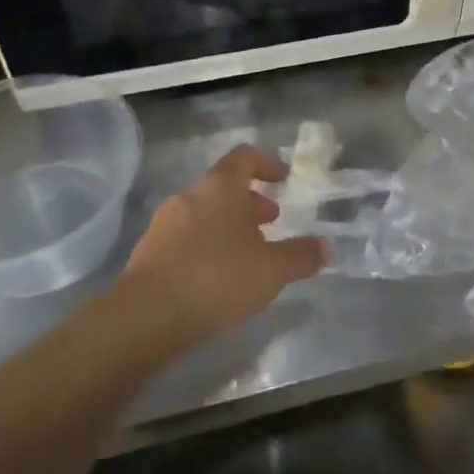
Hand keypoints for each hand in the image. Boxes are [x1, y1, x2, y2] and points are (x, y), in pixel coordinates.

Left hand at [116, 145, 325, 340]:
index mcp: (220, 187)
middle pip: (224, 187)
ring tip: (248, 254)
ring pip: (204, 213)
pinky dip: (207, 245)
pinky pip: (186, 237)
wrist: (147, 316)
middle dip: (250, 202)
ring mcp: (165, 223)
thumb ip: (301, 256)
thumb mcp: (272, 270)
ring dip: (228, 226)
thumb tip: (326, 246)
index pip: (244, 157)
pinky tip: (218, 277)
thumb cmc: (217, 278)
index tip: (283, 178)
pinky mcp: (149, 251)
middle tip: (271, 223)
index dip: (266, 164)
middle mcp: (190, 196)